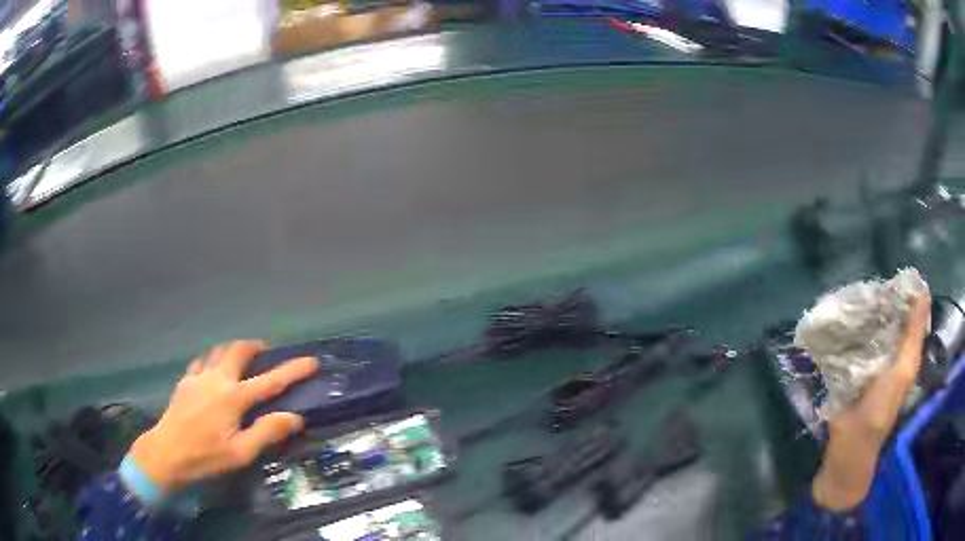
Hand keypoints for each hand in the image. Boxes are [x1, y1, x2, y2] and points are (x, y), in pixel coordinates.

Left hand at [130, 340, 317, 490]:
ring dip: (232, 349)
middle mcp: (217, 380)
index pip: (270, 381)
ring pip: (217, 351)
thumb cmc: (206, 457)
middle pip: (238, 351)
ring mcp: (198, 378)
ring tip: (240, 357)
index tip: (311, 360)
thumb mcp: (241, 453)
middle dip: (255, 346)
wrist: (166, 453)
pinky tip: (211, 371)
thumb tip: (294, 417)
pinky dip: (212, 360)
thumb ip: (267, 432)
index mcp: (234, 398)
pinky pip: (201, 362)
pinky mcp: (185, 382)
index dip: (292, 370)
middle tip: (265, 351)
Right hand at [812, 294, 930, 509]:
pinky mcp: (849, 365)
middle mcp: (889, 350)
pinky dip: (847, 329)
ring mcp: (868, 358)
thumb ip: (914, 333)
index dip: (903, 293)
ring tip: (850, 295)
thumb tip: (923, 289)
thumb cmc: (881, 407)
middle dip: (880, 300)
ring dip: (862, 313)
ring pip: (868, 326)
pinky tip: (839, 317)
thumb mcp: (904, 368)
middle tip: (867, 285)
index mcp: (905, 350)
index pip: (908, 313)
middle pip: (887, 316)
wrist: (849, 442)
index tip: (892, 277)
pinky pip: (850, 340)